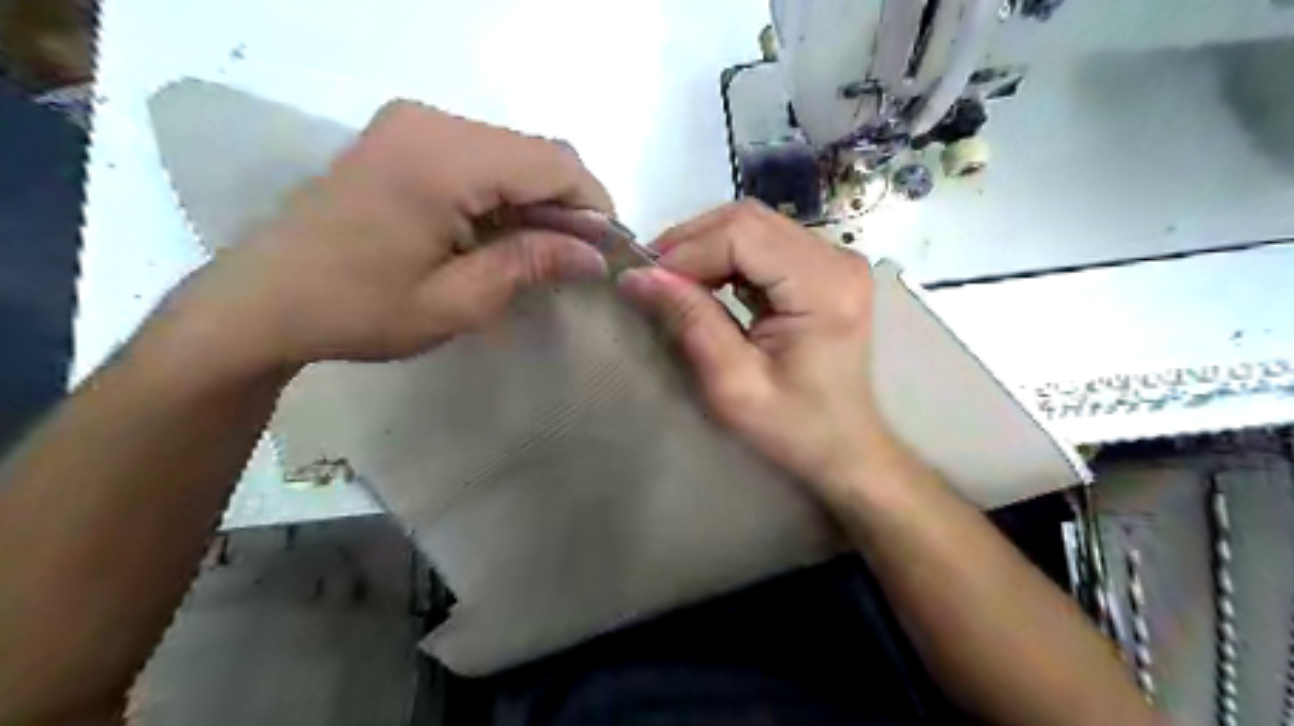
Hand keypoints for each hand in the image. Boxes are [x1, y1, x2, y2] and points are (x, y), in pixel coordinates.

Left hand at [157, 95, 612, 373]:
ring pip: (514, 152)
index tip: (607, 252)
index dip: (594, 206)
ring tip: (540, 252)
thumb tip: (595, 256)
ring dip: (540, 199)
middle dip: (569, 204)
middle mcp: (431, 122)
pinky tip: (502, 233)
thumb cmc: (359, 310)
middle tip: (574, 260)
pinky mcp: (404, 137)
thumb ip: (531, 264)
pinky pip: (483, 155)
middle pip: (537, 151)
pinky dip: (508, 192)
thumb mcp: (458, 301)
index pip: (554, 163)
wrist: (263, 300)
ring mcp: (413, 123)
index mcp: (443, 159)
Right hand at [620, 200, 894, 499]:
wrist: (843, 446)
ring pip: (752, 224)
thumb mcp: (733, 384)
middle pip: (747, 219)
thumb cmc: (793, 428)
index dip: (686, 251)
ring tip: (673, 282)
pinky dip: (725, 255)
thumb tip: (638, 275)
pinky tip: (705, 283)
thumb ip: (690, 322)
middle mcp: (837, 258)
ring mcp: (834, 258)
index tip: (646, 281)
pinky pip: (763, 241)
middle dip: (691, 243)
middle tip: (653, 279)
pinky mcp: (824, 267)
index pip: (741, 234)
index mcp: (824, 287)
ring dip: (705, 247)